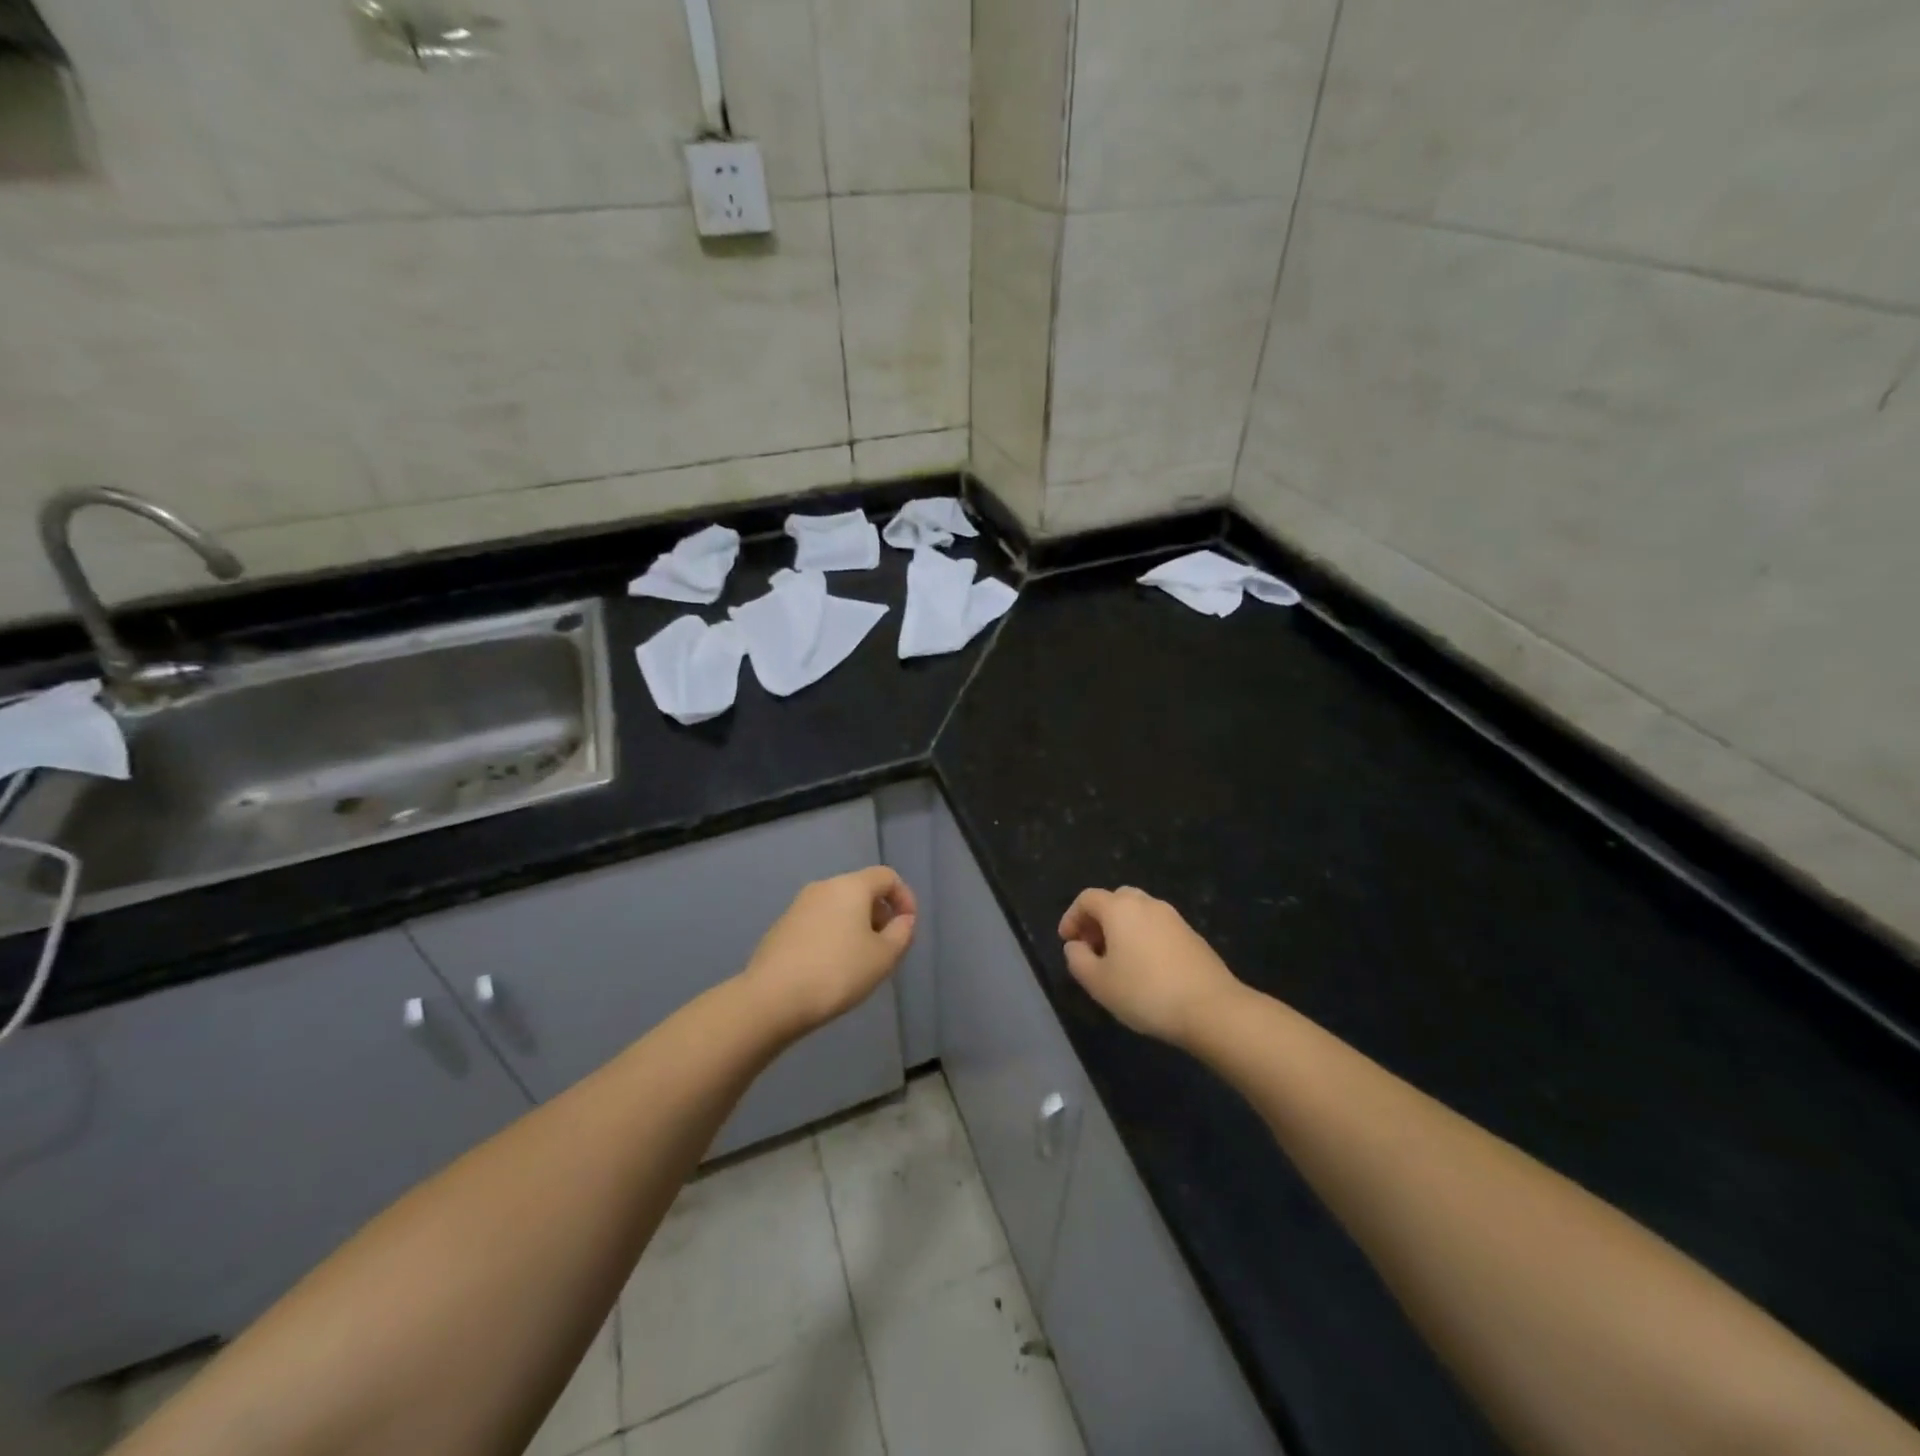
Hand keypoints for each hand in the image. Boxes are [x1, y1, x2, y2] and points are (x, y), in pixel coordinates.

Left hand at [743, 867, 916, 1035]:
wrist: (771, 998)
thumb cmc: (837, 972)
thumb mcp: (883, 957)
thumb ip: (902, 933)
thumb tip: (903, 920)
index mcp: (850, 886)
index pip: (886, 876)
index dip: (905, 897)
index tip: (908, 927)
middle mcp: (823, 887)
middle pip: (861, 890)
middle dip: (880, 914)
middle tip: (886, 948)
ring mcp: (798, 906)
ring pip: (838, 907)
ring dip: (856, 927)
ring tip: (860, 961)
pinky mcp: (781, 927)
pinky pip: (818, 922)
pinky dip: (833, 936)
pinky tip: (830, 968)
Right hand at [1058, 887, 1243, 1046]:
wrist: (1211, 1008)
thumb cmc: (1145, 992)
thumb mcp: (1098, 983)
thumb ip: (1077, 960)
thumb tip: (1075, 946)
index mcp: (1120, 908)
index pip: (1087, 898)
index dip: (1072, 916)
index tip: (1067, 941)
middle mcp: (1147, 904)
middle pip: (1115, 900)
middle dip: (1098, 920)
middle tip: (1092, 948)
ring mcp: (1173, 917)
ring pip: (1138, 913)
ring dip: (1122, 929)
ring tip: (1117, 962)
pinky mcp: (1192, 935)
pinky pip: (1157, 927)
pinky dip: (1143, 938)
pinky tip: (1145, 969)